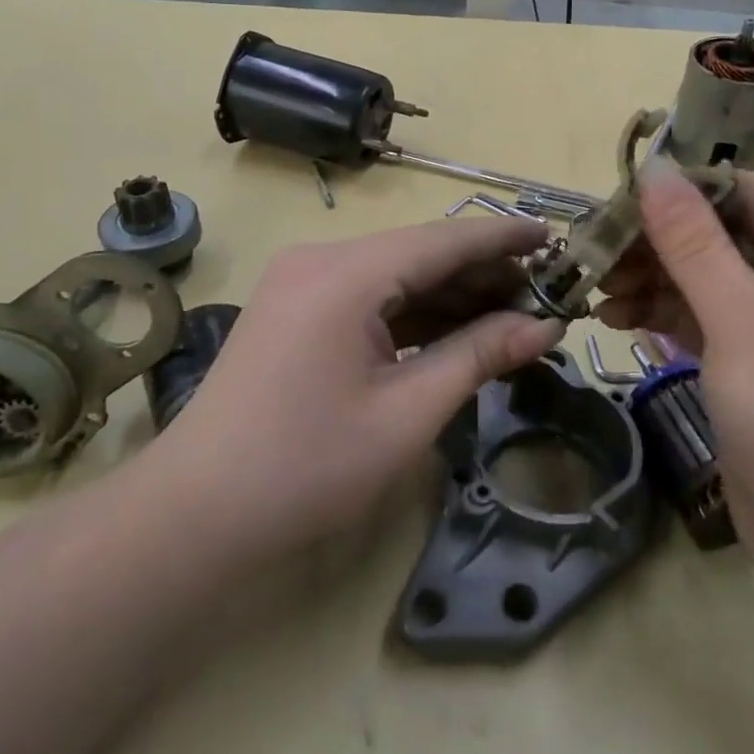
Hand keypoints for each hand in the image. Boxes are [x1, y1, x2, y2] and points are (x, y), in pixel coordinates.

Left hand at [154, 217, 566, 559]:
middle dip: (483, 275)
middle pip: (421, 254)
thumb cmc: (307, 466)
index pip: (444, 240)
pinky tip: (458, 332)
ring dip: (452, 296)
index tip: (556, 239)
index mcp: (346, 274)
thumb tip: (545, 326)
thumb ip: (478, 356)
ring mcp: (303, 285)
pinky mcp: (297, 312)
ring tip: (513, 316)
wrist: (196, 514)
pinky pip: (371, 299)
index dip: (504, 239)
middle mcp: (321, 261)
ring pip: (397, 276)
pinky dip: (416, 314)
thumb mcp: (408, 412)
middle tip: (545, 296)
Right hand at [595, 165, 753, 575]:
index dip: (687, 188)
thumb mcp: (743, 320)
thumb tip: (654, 170)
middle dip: (659, 243)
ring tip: (596, 290)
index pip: (752, 195)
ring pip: (708, 280)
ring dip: (653, 280)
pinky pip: (704, 321)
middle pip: (724, 237)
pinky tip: (616, 319)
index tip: (619, 194)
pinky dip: (663, 316)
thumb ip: (693, 243)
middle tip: (595, 251)